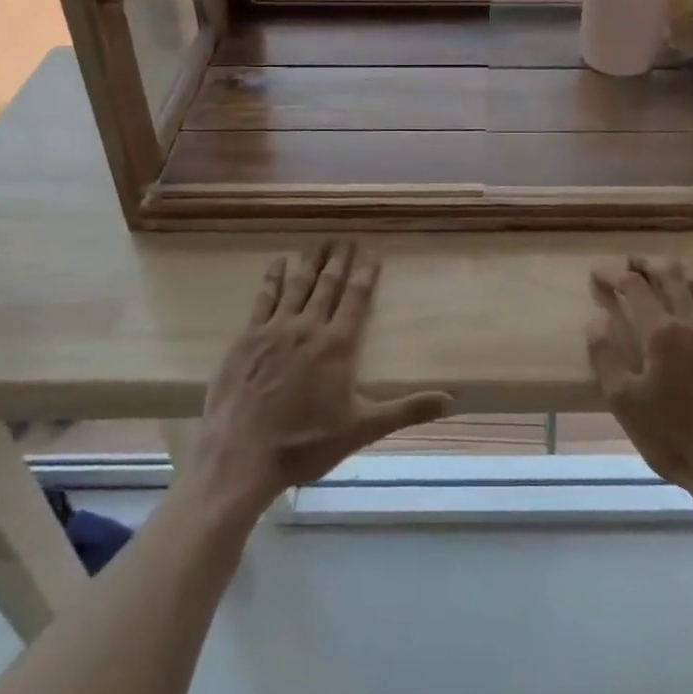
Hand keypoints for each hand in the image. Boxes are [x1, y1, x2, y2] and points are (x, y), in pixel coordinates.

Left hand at [181, 242, 451, 520]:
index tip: (371, 251)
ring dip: (310, 261)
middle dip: (339, 260)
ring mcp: (275, 329)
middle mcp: (309, 327)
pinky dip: (272, 277)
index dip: (365, 273)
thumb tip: (451, 401)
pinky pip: (263, 298)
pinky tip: (278, 262)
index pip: (356, 298)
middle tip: (345, 238)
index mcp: (338, 345)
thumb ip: (406, 410)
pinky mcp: (247, 337)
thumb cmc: (305, 443)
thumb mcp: (362, 429)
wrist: (242, 455)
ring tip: (319, 242)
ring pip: (297, 285)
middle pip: (328, 284)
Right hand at [586, 256, 692, 505]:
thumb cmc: (672, 438)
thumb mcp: (623, 402)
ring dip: (676, 272)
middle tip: (629, 264)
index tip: (598, 275)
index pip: (633, 285)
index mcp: (662, 332)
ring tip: (661, 276)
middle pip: (669, 272)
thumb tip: (598, 315)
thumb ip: (605, 353)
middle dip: (644, 262)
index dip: (612, 274)